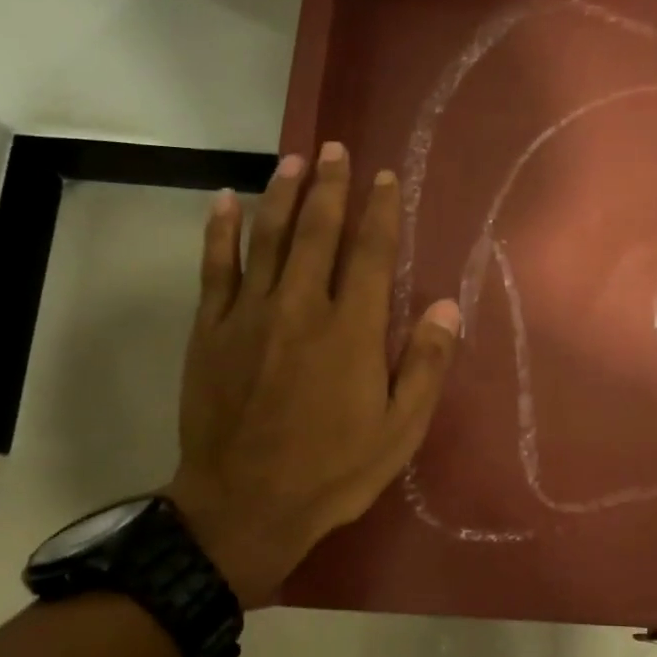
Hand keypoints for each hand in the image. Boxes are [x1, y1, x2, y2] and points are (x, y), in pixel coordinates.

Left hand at [167, 143, 460, 607]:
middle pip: (317, 232)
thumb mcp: (400, 429)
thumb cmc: (333, 471)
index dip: (380, 212)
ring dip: (281, 194)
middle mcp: (301, 308)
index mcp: (352, 331)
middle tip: (335, 149)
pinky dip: (220, 231)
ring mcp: (249, 315)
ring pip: (267, 238)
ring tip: (293, 159)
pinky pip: (215, 268)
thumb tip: (447, 305)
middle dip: (329, 187)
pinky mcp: (210, 331)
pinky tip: (224, 201)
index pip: (370, 254)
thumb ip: (426, 364)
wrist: (245, 506)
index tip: (384, 178)